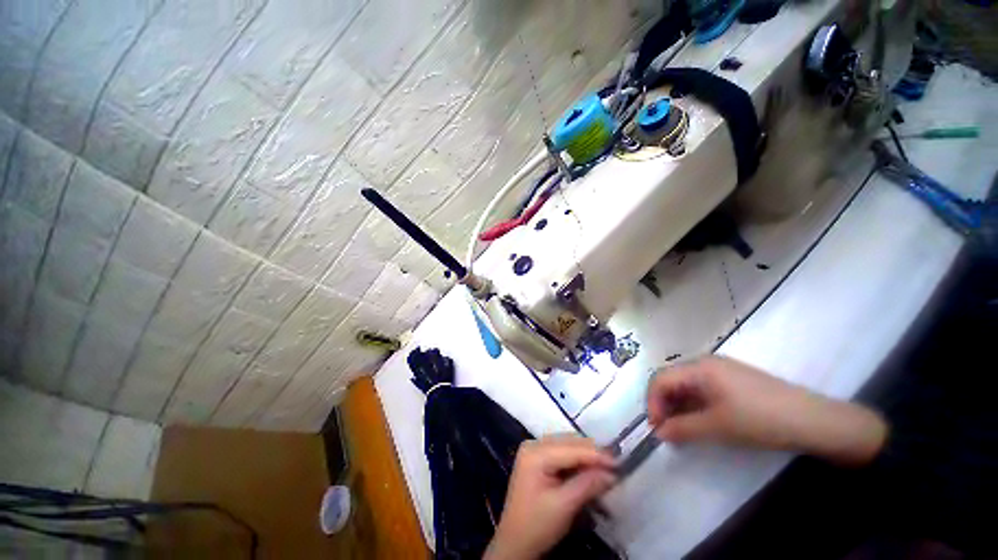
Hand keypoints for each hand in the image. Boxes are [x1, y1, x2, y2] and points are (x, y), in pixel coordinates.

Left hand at [485, 436, 615, 559]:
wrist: (514, 542)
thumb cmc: (536, 525)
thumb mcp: (564, 506)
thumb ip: (587, 485)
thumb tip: (612, 473)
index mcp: (535, 453)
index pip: (571, 448)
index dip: (596, 454)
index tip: (619, 462)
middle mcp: (534, 444)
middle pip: (569, 442)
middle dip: (592, 454)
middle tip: (615, 466)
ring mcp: (535, 450)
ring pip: (567, 445)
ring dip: (586, 456)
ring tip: (606, 468)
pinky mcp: (538, 459)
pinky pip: (562, 452)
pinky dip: (577, 460)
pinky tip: (589, 470)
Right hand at [647, 356, 887, 464]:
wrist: (815, 421)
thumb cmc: (761, 420)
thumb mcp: (718, 427)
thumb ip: (683, 428)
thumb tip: (658, 433)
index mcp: (699, 367)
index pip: (660, 378)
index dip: (652, 402)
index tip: (656, 429)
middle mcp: (706, 363)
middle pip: (671, 380)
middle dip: (663, 404)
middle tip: (667, 431)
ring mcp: (721, 371)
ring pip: (686, 385)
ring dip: (678, 406)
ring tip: (682, 430)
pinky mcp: (733, 381)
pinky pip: (702, 389)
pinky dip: (694, 405)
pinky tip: (700, 422)